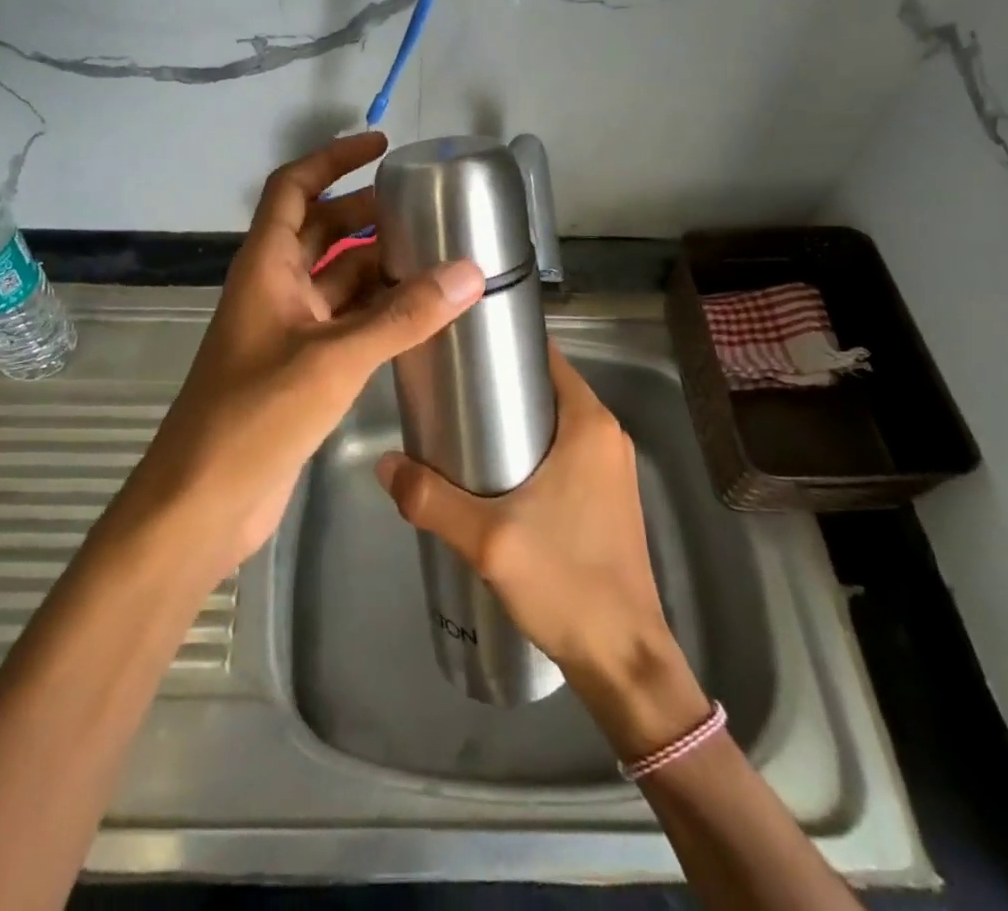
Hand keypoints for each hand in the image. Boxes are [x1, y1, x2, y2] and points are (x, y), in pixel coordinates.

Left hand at [121, 132, 484, 582]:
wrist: (202, 503)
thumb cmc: (254, 416)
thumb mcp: (333, 359)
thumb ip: (402, 317)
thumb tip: (470, 273)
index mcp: (265, 266)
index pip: (294, 188)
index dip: (333, 160)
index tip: (381, 146)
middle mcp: (274, 288)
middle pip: (322, 230)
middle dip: (368, 214)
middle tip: (426, 209)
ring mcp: (287, 329)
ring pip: (338, 280)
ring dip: (379, 266)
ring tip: (438, 256)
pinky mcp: (301, 368)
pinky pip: (346, 322)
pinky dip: (379, 312)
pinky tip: (421, 315)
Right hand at [375, 342, 710, 757]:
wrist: (623, 660)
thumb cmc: (565, 583)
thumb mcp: (488, 539)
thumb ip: (430, 499)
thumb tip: (383, 463)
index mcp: (589, 423)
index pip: (544, 356)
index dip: (502, 346)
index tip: (458, 351)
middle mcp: (606, 434)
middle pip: (546, 387)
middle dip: (498, 386)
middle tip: (447, 395)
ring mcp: (611, 466)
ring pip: (554, 421)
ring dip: (513, 420)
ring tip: (460, 432)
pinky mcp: (608, 496)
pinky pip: (565, 450)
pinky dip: (532, 448)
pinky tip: (494, 474)